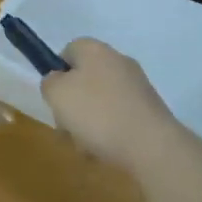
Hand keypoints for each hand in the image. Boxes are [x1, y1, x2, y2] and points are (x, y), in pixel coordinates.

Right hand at [42, 38, 180, 174]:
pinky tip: (107, 151)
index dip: (57, 74)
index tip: (55, 98)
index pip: (68, 51)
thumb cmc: (97, 113)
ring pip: (101, 101)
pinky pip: (120, 117)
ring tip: (86, 146)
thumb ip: (50, 83)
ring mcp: (137, 85)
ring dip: (90, 121)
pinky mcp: (151, 110)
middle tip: (67, 126)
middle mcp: (118, 60)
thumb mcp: (57, 94)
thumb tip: (57, 81)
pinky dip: (111, 132)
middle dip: (73, 103)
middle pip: (85, 78)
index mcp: (95, 49)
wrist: (152, 146)